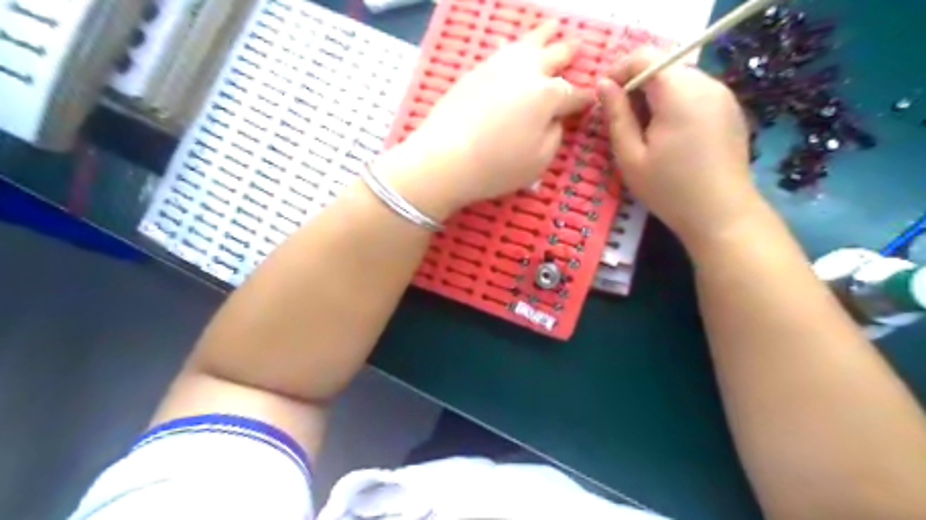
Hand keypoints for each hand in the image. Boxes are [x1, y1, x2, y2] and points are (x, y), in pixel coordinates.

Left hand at [383, 17, 592, 218]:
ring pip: (526, 43)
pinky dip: (514, 46)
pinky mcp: (474, 71)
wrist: (445, 159)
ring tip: (551, 29)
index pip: (573, 95)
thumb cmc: (497, 166)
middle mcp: (526, 73)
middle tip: (576, 48)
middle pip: (553, 56)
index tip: (590, 100)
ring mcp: (497, 67)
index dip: (584, 99)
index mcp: (548, 95)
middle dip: (568, 53)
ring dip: (543, 36)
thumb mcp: (539, 161)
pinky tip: (514, 47)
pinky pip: (501, 51)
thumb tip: (554, 119)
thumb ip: (555, 135)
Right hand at [598, 49, 762, 248]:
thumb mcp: (630, 156)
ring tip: (644, 131)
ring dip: (656, 95)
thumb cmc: (669, 189)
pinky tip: (670, 136)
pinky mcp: (730, 108)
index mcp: (679, 93)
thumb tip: (603, 84)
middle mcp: (706, 83)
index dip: (619, 70)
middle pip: (663, 66)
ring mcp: (723, 95)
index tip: (604, 97)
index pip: (645, 57)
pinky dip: (675, 103)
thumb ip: (616, 115)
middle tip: (621, 120)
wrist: (721, 214)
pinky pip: (695, 92)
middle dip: (637, 85)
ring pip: (679, 79)